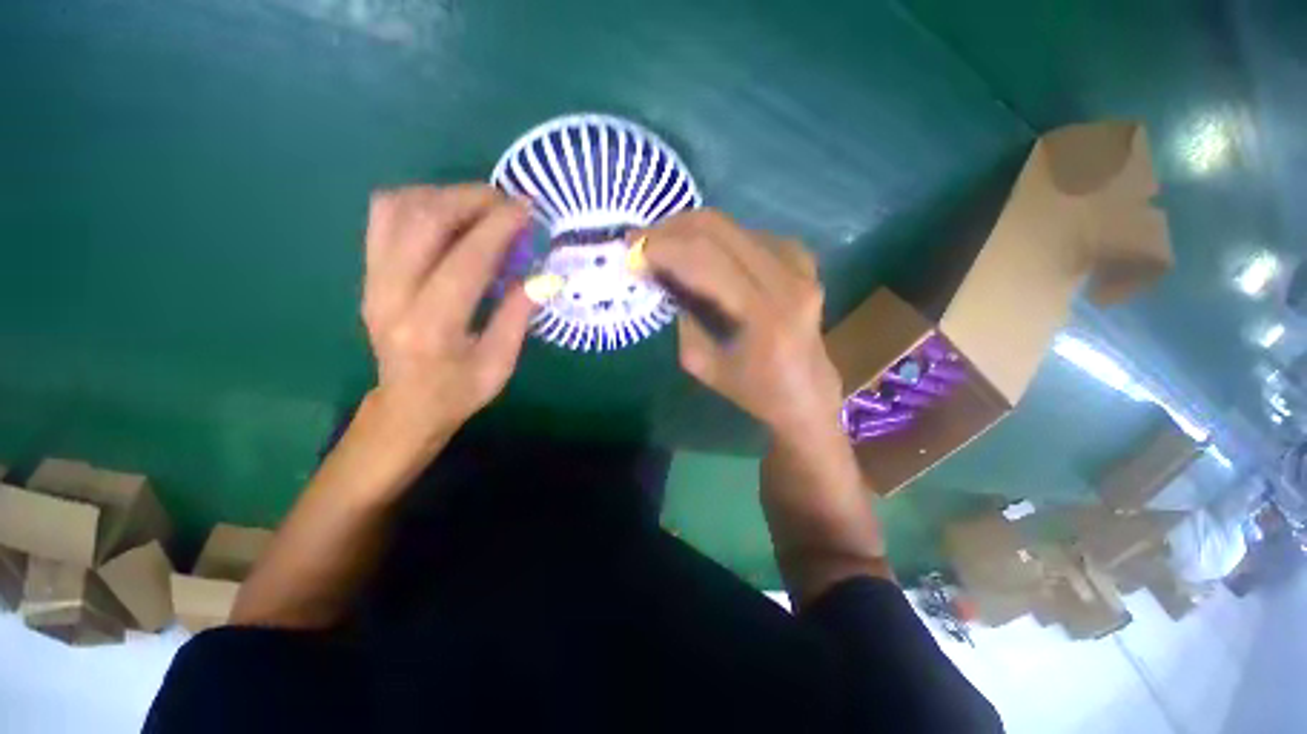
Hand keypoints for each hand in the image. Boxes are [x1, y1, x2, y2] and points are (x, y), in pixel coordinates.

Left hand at [360, 184, 535, 461]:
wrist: (406, 405)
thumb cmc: (459, 391)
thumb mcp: (500, 363)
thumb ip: (518, 316)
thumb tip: (543, 276)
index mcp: (432, 327)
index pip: (466, 259)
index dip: (498, 226)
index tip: (526, 208)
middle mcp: (392, 295)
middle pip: (423, 219)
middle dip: (470, 198)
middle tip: (506, 201)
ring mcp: (372, 279)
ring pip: (396, 209)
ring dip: (443, 195)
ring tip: (480, 205)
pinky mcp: (368, 272)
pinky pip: (384, 217)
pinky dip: (418, 202)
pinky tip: (448, 215)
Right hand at [641, 210, 844, 445]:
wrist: (806, 392)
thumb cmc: (753, 390)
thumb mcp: (702, 363)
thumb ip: (682, 316)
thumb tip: (661, 277)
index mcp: (763, 315)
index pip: (705, 259)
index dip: (663, 247)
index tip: (630, 248)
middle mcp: (787, 280)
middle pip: (719, 229)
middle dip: (671, 229)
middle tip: (641, 239)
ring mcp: (800, 265)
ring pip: (733, 226)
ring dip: (691, 231)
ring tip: (665, 245)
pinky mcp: (802, 260)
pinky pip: (750, 235)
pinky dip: (719, 239)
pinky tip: (704, 254)